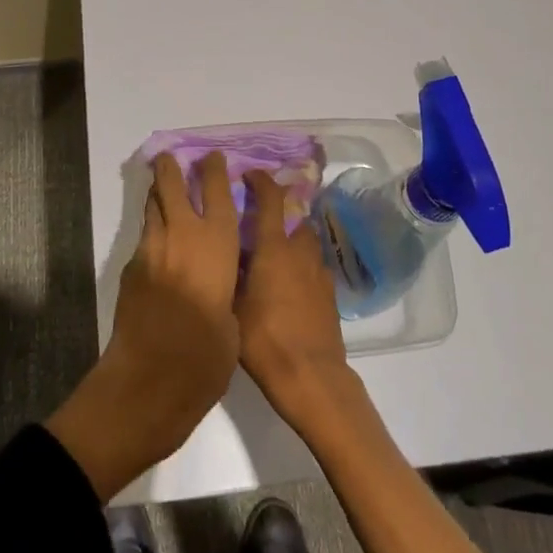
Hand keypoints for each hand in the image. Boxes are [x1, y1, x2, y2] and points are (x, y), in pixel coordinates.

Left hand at [48, 151, 242, 498]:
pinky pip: (145, 239)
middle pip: (172, 186)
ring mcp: (152, 250)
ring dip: (158, 196)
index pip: (217, 192)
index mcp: (216, 245)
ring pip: (153, 208)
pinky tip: (160, 248)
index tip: (213, 156)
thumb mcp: (233, 322)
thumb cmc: (205, 358)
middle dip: (171, 167)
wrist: (149, 381)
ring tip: (163, 191)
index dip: (214, 170)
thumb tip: (218, 281)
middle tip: (172, 158)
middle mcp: (182, 236)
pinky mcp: (131, 269)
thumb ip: (226, 289)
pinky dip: (153, 233)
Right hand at [236, 168, 364, 438]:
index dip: (260, 181)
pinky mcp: (329, 294)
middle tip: (256, 220)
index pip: (270, 199)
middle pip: (293, 217)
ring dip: (291, 237)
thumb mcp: (233, 304)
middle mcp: (299, 252)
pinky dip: (300, 263)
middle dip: (277, 211)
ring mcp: (318, 272)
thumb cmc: (265, 340)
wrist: (312, 378)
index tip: (248, 174)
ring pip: (305, 240)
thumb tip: (223, 249)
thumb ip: (230, 272)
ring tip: (271, 251)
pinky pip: (313, 265)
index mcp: (273, 248)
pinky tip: (287, 282)